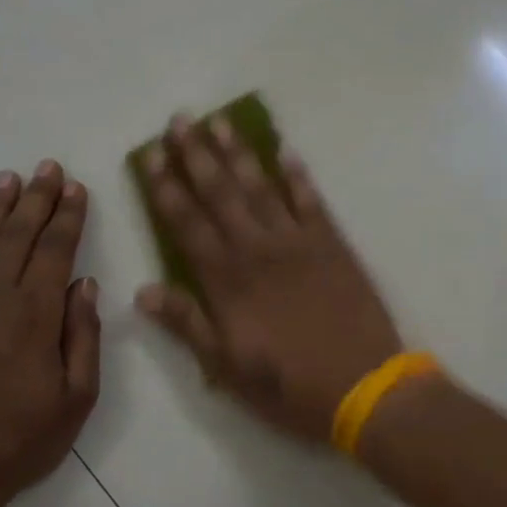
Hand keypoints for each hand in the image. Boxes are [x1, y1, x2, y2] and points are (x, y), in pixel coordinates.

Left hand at [0, 161, 100, 506]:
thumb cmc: (23, 440)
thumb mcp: (77, 398)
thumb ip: (83, 337)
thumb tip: (84, 284)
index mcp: (34, 316)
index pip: (55, 251)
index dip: (68, 217)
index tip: (76, 188)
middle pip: (17, 236)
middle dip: (37, 199)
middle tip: (48, 168)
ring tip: (10, 179)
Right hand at [136, 113, 401, 443]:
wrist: (364, 386)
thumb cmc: (289, 385)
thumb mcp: (226, 367)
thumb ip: (186, 324)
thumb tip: (142, 291)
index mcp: (227, 280)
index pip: (187, 224)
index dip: (166, 189)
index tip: (150, 157)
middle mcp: (258, 249)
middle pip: (221, 193)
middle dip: (197, 155)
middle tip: (180, 120)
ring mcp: (298, 242)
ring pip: (261, 187)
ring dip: (239, 153)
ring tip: (220, 121)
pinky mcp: (333, 245)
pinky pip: (311, 201)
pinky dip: (298, 175)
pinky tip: (286, 151)